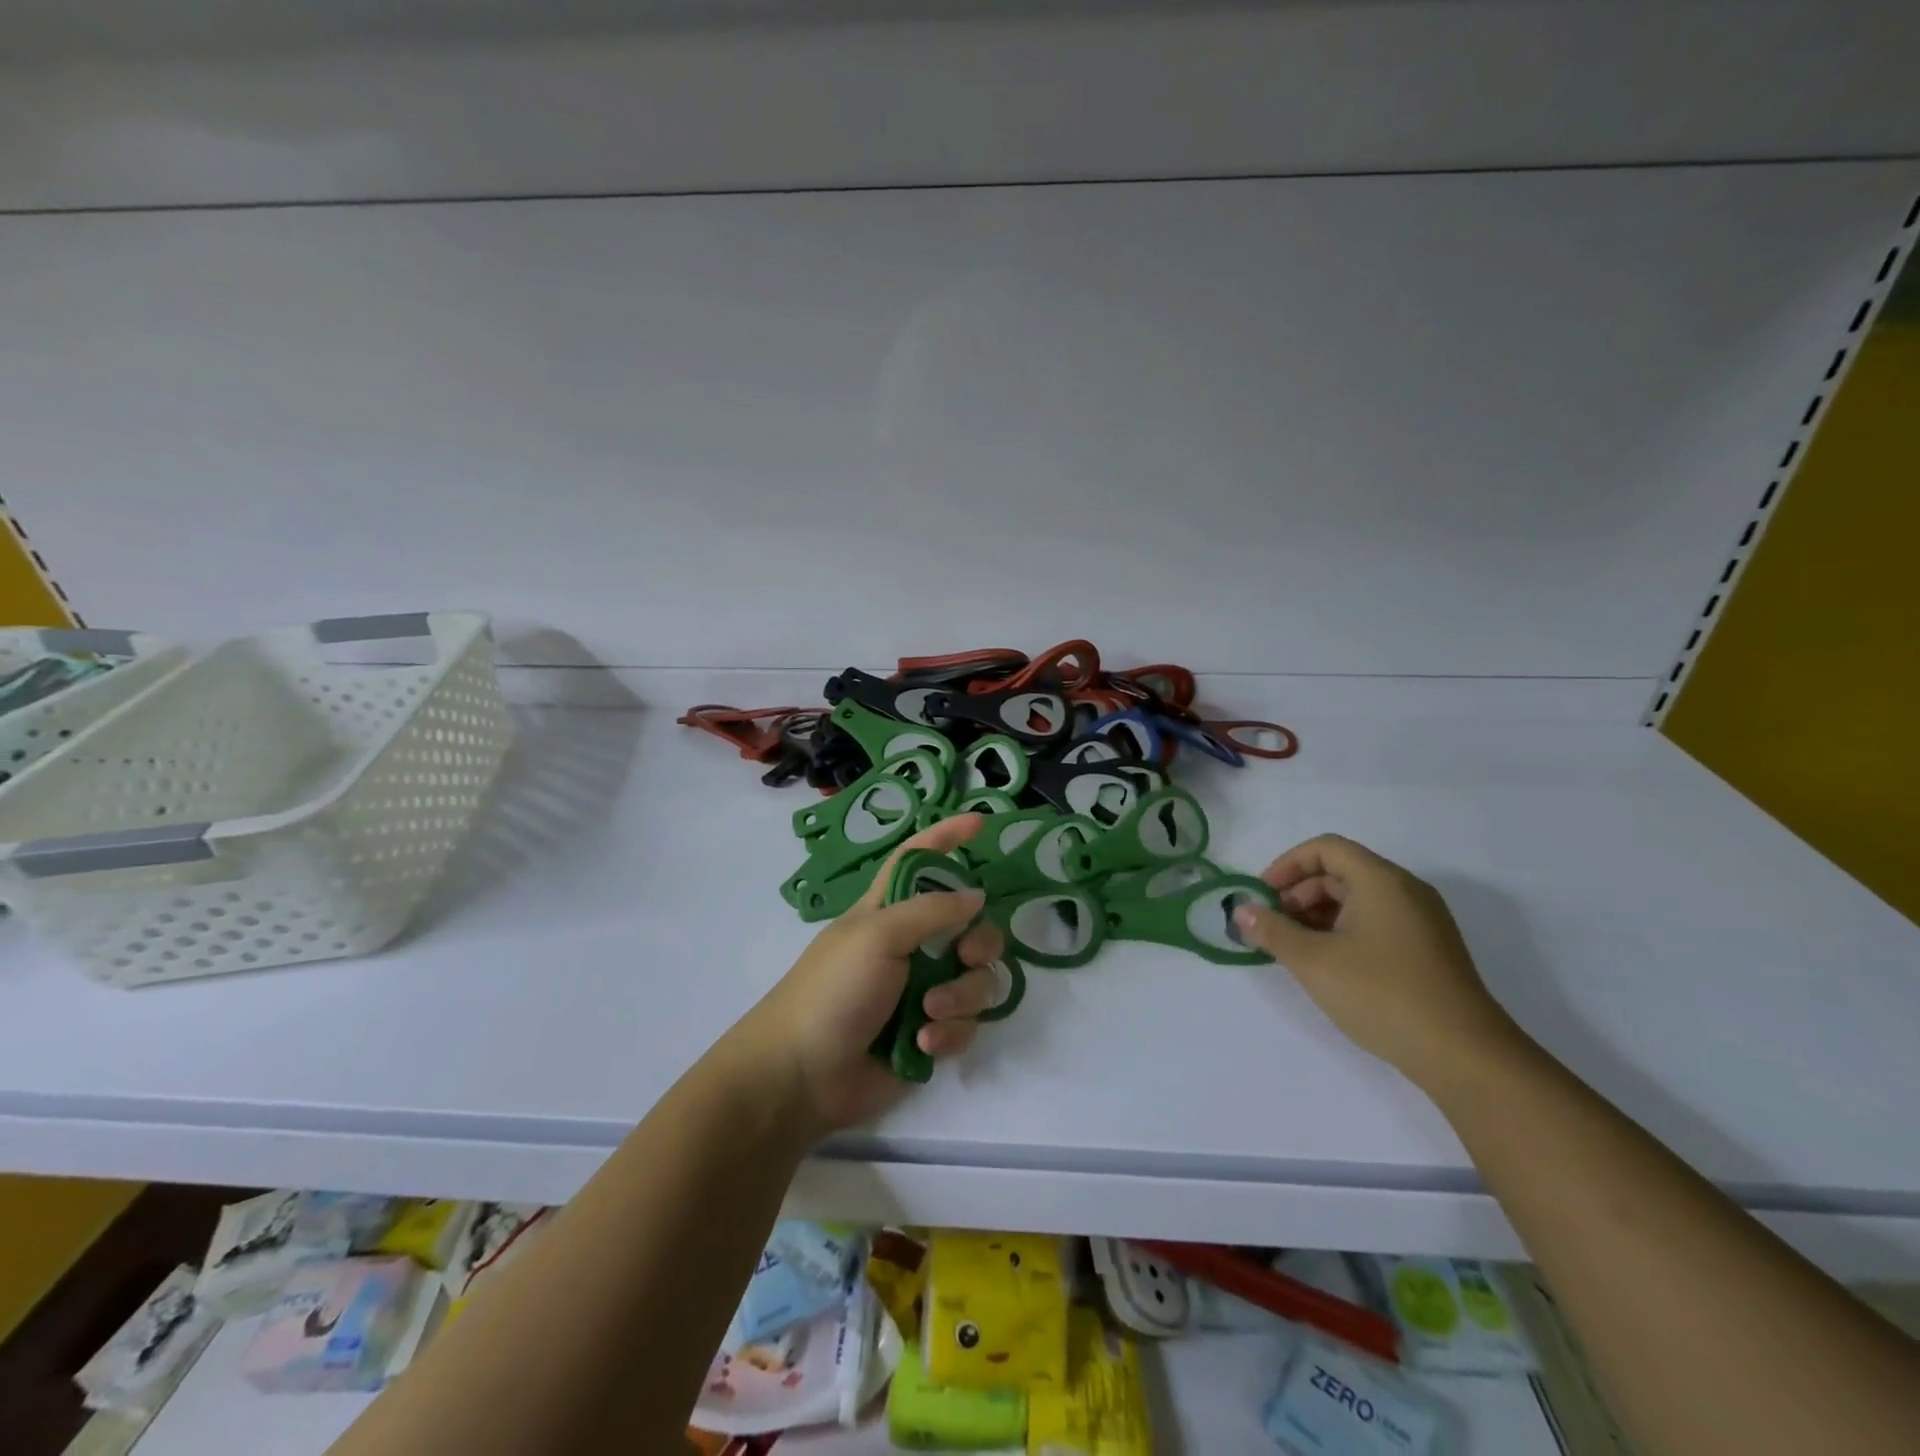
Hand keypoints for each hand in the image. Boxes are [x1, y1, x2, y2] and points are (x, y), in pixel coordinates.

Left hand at [740, 814, 1007, 1133]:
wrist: (802, 1076)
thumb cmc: (832, 990)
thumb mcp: (877, 936)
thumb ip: (932, 910)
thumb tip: (976, 896)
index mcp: (890, 910)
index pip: (919, 860)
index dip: (945, 837)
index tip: (980, 825)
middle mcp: (912, 945)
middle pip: (970, 926)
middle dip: (980, 942)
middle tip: (966, 956)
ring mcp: (922, 990)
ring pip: (976, 979)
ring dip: (961, 997)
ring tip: (928, 1014)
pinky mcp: (929, 1033)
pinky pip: (966, 1024)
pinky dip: (950, 1033)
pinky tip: (923, 1045)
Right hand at [1232, 834, 1523, 1091]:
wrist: (1464, 1056)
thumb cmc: (1381, 994)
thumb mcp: (1313, 961)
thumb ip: (1272, 931)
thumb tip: (1241, 911)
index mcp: (1381, 880)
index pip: (1325, 848)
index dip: (1286, 865)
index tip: (1262, 896)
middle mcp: (1405, 890)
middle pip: (1341, 872)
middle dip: (1298, 893)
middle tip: (1272, 925)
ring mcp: (1422, 921)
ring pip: (1358, 899)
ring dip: (1317, 915)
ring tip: (1293, 949)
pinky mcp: (1428, 950)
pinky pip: (1376, 922)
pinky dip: (1343, 931)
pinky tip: (1327, 965)